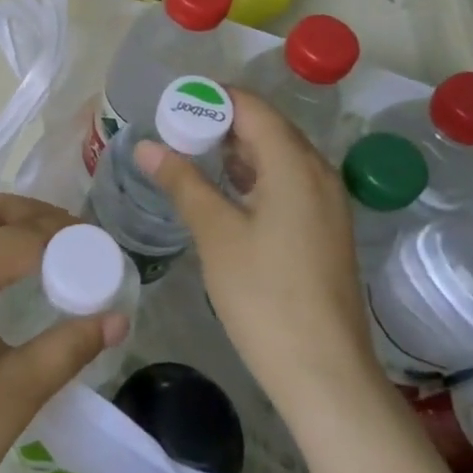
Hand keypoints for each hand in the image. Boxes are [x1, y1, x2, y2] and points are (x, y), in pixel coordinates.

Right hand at [136, 90, 380, 412]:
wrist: (325, 374)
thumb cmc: (265, 297)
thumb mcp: (216, 234)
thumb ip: (182, 182)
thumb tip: (146, 146)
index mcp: (295, 165)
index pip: (251, 107)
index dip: (211, 98)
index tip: (171, 104)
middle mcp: (318, 173)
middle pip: (267, 127)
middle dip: (220, 121)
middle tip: (173, 129)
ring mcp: (327, 203)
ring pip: (278, 155)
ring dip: (235, 149)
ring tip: (190, 154)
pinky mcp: (325, 229)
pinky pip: (287, 181)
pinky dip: (253, 174)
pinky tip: (223, 190)